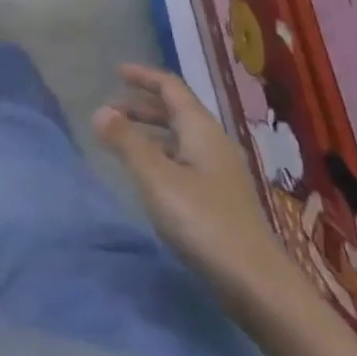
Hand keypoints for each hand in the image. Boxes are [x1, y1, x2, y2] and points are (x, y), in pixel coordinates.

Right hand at [93, 64, 298, 308]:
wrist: (257, 283)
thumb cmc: (203, 222)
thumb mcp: (156, 178)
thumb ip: (126, 142)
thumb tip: (100, 110)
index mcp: (201, 129)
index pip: (171, 88)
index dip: (143, 77)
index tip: (116, 72)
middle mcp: (214, 143)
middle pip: (176, 111)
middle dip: (142, 105)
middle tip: (110, 110)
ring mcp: (221, 172)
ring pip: (180, 138)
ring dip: (150, 132)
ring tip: (122, 141)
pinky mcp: (221, 199)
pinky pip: (185, 160)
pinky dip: (161, 155)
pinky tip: (149, 176)